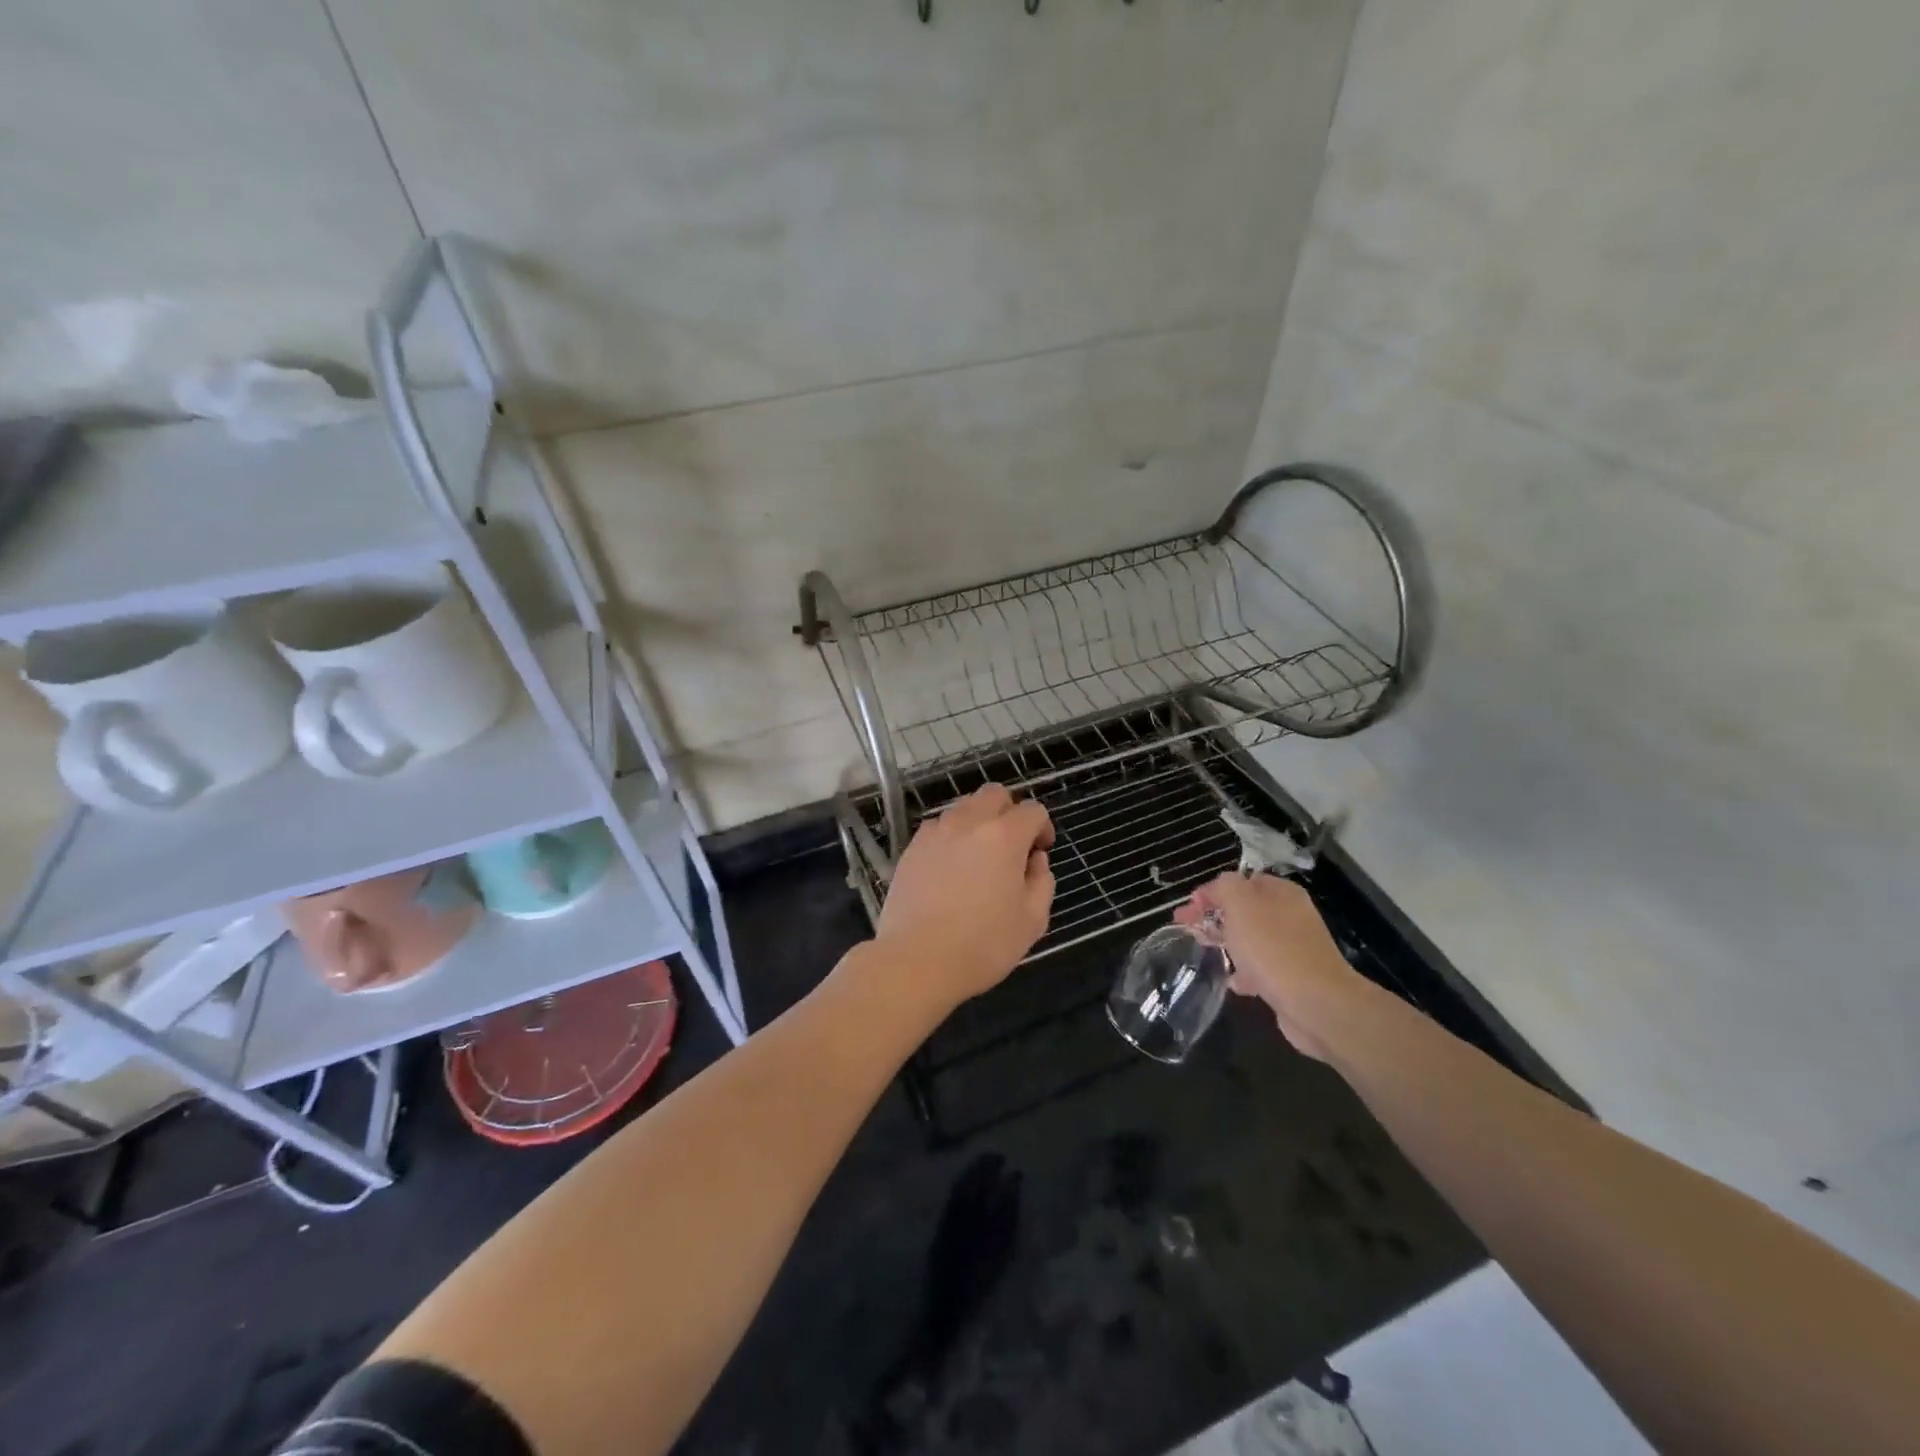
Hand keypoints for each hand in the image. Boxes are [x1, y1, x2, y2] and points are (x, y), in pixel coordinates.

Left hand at [874, 785, 1054, 1006]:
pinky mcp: (912, 848)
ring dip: (979, 821)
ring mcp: (936, 832)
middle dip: (1009, 811)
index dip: (1042, 827)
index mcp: (1004, 836)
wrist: (917, 960)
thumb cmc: (983, 945)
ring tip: (980, 856)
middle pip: (994, 794)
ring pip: (964, 807)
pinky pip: (938, 827)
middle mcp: (969, 823)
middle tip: (1012, 845)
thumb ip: (1042, 882)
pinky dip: (952, 835)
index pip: (1032, 810)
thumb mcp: (1032, 920)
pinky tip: (952, 867)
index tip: (1040, 851)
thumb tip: (1035, 860)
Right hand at [1176, 873, 1364, 1060]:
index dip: (1211, 892)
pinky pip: (1261, 968)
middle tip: (1188, 931)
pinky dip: (1244, 973)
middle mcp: (1289, 915)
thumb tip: (1217, 888)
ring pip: (1251, 939)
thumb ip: (1224, 887)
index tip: (1187, 910)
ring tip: (1206, 954)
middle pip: (1244, 910)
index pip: (1239, 881)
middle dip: (1214, 918)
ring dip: (1227, 944)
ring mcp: (1293, 947)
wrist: (1316, 1004)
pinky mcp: (1293, 978)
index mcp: (1280, 892)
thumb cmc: (1273, 948)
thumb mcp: (1240, 905)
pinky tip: (1233, 983)